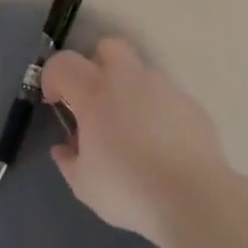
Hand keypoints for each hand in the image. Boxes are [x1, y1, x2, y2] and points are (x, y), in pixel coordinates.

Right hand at [40, 37, 234, 247]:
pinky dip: (158, 113)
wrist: (195, 200)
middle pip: (108, 47)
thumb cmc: (127, 189)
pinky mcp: (193, 106)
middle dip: (96, 65)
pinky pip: (166, 99)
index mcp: (94, 94)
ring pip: (140, 75)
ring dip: (129, 93)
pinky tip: (162, 147)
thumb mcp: (83, 184)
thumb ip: (68, 160)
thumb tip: (65, 148)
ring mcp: (165, 90)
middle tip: (95, 102)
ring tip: (133, 133)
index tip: (56, 102)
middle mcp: (129, 81)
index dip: (52, 78)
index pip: (63, 63)